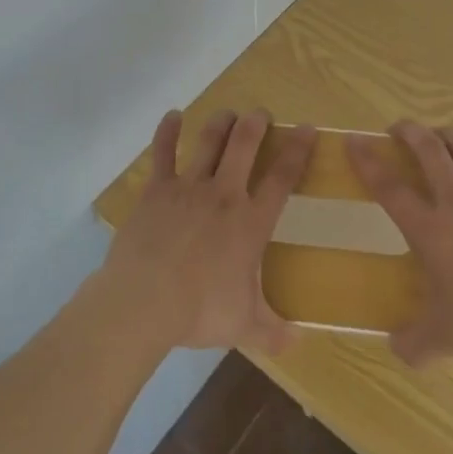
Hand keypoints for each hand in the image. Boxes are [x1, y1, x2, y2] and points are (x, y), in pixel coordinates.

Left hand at [92, 109, 313, 355]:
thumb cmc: (200, 311)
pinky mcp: (157, 190)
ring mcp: (188, 187)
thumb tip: (300, 340)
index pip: (282, 177)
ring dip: (220, 123)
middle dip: (256, 123)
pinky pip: (163, 153)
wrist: (145, 300)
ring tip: (228, 112)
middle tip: (261, 113)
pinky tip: (172, 115)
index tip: (307, 128)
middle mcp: (224, 194)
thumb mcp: (244, 327)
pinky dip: (167, 132)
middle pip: (244, 145)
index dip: (297, 150)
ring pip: (208, 141)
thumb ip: (273, 330)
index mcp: (250, 222)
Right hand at [350, 122, 452, 364]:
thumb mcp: (446, 340)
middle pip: (429, 151)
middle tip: (398, 128)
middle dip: (410, 132)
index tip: (354, 140)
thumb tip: (396, 348)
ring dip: (449, 135)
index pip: (390, 188)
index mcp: (431, 230)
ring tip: (440, 134)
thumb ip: (415, 343)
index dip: (368, 161)